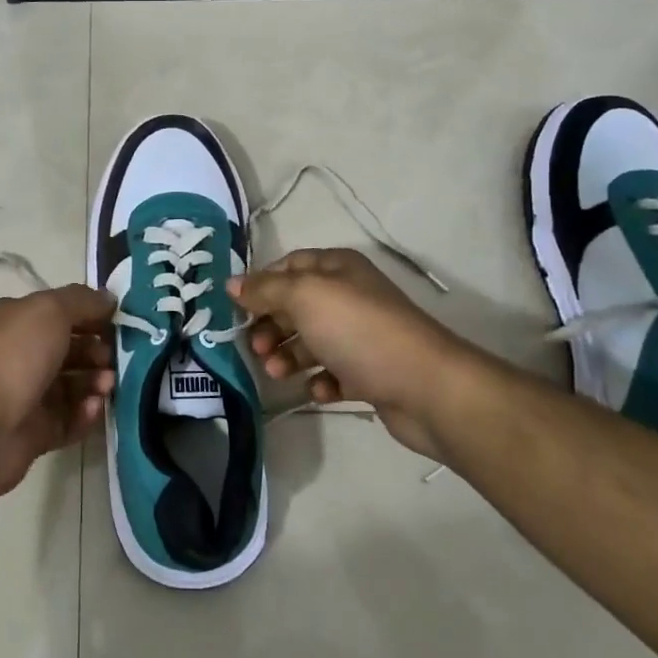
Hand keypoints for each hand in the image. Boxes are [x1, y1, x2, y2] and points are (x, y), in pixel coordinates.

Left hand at [0, 284, 115, 496]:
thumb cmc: (13, 357)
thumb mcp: (49, 311)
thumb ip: (82, 301)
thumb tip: (108, 298)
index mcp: (14, 321)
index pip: (58, 312)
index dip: (90, 315)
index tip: (119, 322)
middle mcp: (17, 355)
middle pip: (68, 350)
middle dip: (96, 352)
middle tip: (114, 360)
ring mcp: (24, 396)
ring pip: (71, 386)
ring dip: (94, 383)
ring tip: (107, 386)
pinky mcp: (33, 433)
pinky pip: (67, 420)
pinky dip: (84, 414)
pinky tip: (92, 409)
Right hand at [230, 249, 459, 464]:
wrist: (426, 387)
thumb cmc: (359, 331)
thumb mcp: (304, 297)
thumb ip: (265, 289)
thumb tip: (232, 283)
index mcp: (337, 268)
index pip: (288, 266)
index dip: (260, 285)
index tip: (237, 310)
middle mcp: (349, 296)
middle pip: (295, 306)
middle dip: (271, 326)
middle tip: (256, 348)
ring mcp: (360, 336)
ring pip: (310, 342)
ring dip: (288, 356)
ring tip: (277, 373)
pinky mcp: (370, 373)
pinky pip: (333, 373)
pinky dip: (320, 381)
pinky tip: (320, 391)